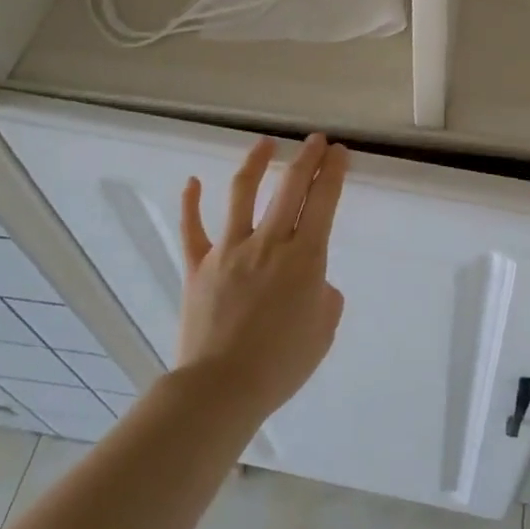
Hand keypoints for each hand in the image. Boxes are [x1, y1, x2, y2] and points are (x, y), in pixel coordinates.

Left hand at [177, 134, 347, 417]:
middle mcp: (268, 243)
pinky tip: (192, 182)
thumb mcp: (323, 330)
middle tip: (316, 140)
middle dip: (306, 158)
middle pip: (289, 187)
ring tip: (265, 143)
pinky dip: (190, 203)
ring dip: (255, 163)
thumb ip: (324, 297)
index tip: (339, 153)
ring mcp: (229, 250)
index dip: (333, 172)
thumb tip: (313, 282)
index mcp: (304, 258)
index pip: (323, 202)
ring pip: (241, 193)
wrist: (221, 388)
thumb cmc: (281, 364)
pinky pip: (192, 229)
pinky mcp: (198, 266)